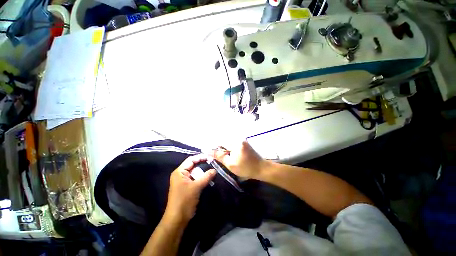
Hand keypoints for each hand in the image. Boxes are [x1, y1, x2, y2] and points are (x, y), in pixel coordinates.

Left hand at [165, 154, 215, 222]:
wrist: (177, 219)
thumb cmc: (184, 200)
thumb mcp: (196, 187)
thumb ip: (206, 177)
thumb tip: (215, 170)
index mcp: (179, 172)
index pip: (191, 160)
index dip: (200, 157)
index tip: (210, 157)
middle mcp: (181, 174)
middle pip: (193, 165)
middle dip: (203, 163)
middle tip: (213, 162)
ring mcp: (184, 181)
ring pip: (195, 172)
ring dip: (203, 171)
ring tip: (212, 168)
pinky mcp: (187, 186)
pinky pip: (195, 178)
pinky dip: (201, 177)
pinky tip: (209, 177)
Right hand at [210, 141, 265, 179]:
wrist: (261, 168)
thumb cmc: (246, 168)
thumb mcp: (230, 164)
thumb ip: (219, 156)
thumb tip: (208, 151)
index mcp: (235, 142)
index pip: (220, 141)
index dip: (213, 147)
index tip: (208, 151)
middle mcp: (238, 138)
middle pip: (224, 141)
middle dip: (218, 148)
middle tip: (213, 155)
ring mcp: (242, 140)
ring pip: (228, 142)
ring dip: (223, 148)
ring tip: (219, 155)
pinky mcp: (243, 142)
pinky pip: (232, 144)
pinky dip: (228, 148)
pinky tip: (228, 154)